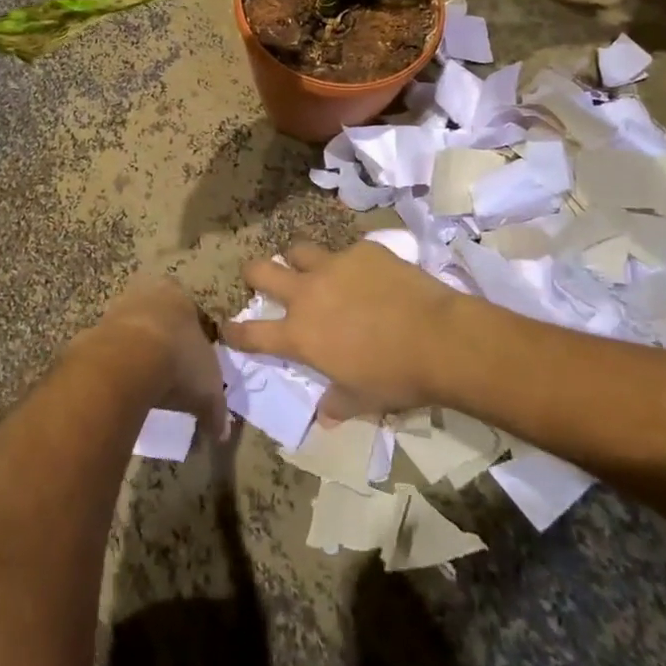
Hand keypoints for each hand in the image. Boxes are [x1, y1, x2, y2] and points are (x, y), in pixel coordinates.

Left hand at [83, 277, 229, 439]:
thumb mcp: (208, 391)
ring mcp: (117, 308)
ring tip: (144, 386)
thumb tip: (221, 434)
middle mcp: (148, 293)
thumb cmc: (178, 363)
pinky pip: (109, 349)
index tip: (194, 368)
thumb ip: (217, 411)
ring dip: (136, 353)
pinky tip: (121, 389)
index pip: (192, 314)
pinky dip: (115, 366)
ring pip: (132, 330)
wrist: (126, 363)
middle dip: (163, 342)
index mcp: (180, 297)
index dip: (194, 341)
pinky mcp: (93, 328)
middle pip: (159, 318)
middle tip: (168, 374)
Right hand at [223, 241, 458, 420]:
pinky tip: (369, 273)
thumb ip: (337, 403)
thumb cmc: (396, 378)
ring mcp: (334, 265)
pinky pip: (347, 250)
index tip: (227, 327)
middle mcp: (308, 294)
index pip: (253, 333)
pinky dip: (350, 262)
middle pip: (262, 271)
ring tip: (312, 268)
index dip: (235, 331)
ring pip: (299, 250)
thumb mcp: (362, 399)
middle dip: (254, 274)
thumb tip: (325, 416)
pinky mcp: (363, 250)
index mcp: (301, 335)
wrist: (438, 338)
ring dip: (300, 260)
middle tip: (259, 278)